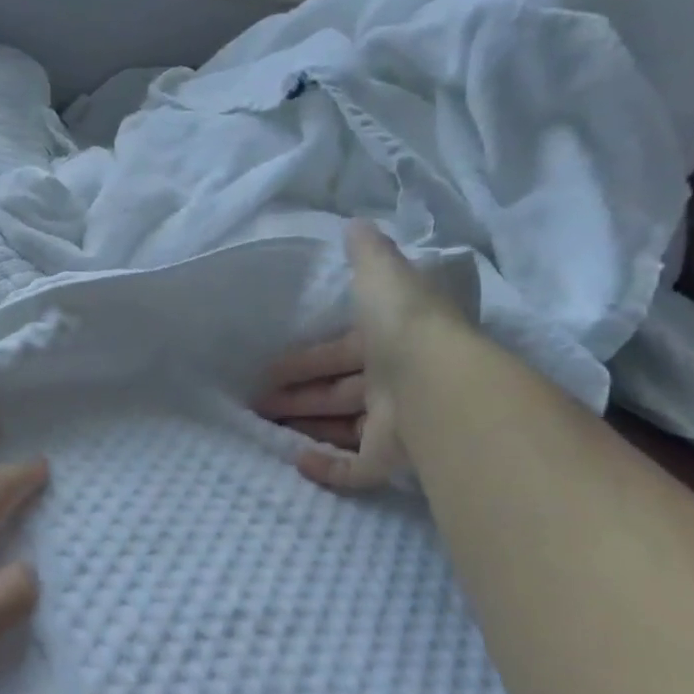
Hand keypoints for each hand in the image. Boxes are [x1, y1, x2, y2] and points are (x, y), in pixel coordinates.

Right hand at [255, 221, 453, 491]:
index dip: (302, 360)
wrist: (437, 381)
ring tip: (264, 428)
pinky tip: (297, 462)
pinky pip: (355, 469)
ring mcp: (392, 424)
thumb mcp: (382, 275)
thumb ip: (367, 253)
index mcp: (387, 344)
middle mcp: (390, 384)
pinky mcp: (390, 459)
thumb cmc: (402, 326)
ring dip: (305, 426)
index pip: (336, 353)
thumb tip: (356, 224)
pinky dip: (327, 469)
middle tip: (256, 402)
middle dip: (296, 396)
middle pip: (334, 392)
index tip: (267, 370)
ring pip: (341, 428)